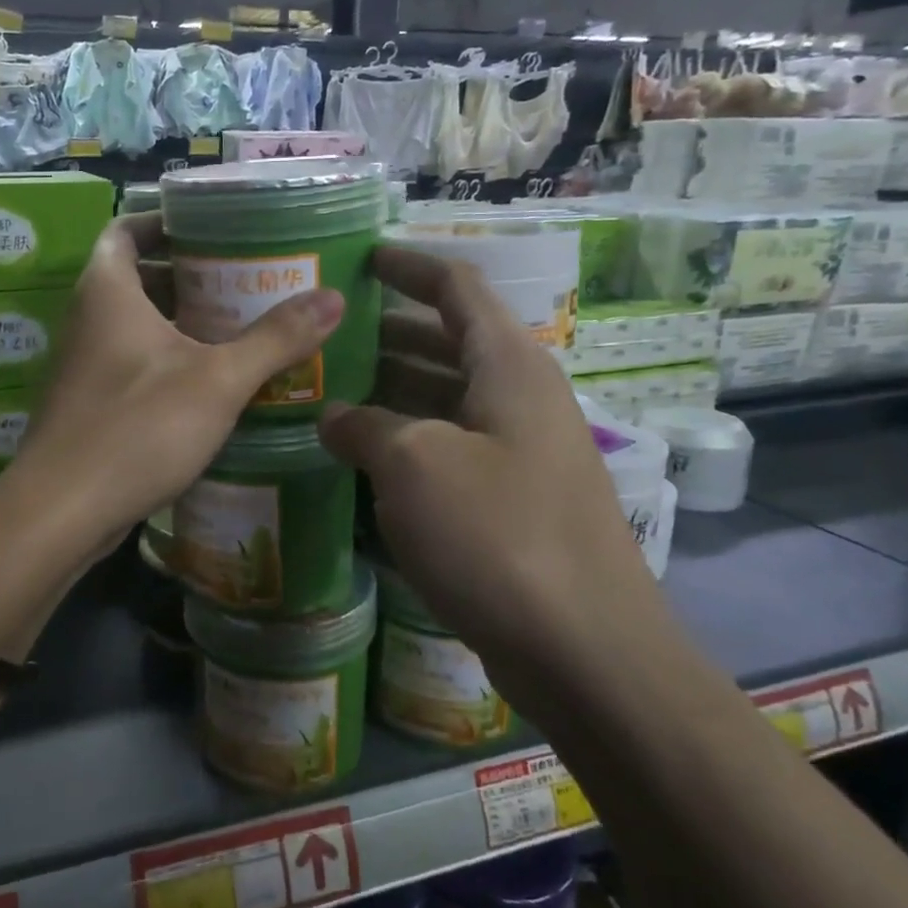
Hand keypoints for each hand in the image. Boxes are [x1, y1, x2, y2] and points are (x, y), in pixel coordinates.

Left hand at [7, 212, 343, 560]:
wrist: (61, 512)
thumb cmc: (137, 428)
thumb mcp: (217, 380)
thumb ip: (275, 338)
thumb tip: (334, 297)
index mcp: (107, 291)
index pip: (126, 229)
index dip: (165, 221)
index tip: (213, 228)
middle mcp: (88, 319)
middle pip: (137, 277)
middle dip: (189, 275)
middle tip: (246, 279)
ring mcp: (85, 365)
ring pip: (137, 325)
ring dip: (183, 322)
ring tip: (241, 326)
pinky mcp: (90, 404)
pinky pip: (133, 364)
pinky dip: (169, 361)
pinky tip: (213, 383)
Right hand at [318, 245, 661, 684]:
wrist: (584, 649)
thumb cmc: (498, 533)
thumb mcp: (414, 464)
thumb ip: (365, 426)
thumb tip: (334, 417)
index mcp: (509, 366)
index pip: (456, 288)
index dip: (408, 266)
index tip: (360, 258)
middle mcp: (519, 398)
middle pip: (447, 342)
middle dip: (386, 333)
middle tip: (324, 335)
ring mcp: (518, 452)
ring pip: (444, 400)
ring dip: (390, 392)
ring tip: (326, 391)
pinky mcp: (511, 501)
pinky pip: (448, 449)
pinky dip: (405, 443)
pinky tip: (359, 458)